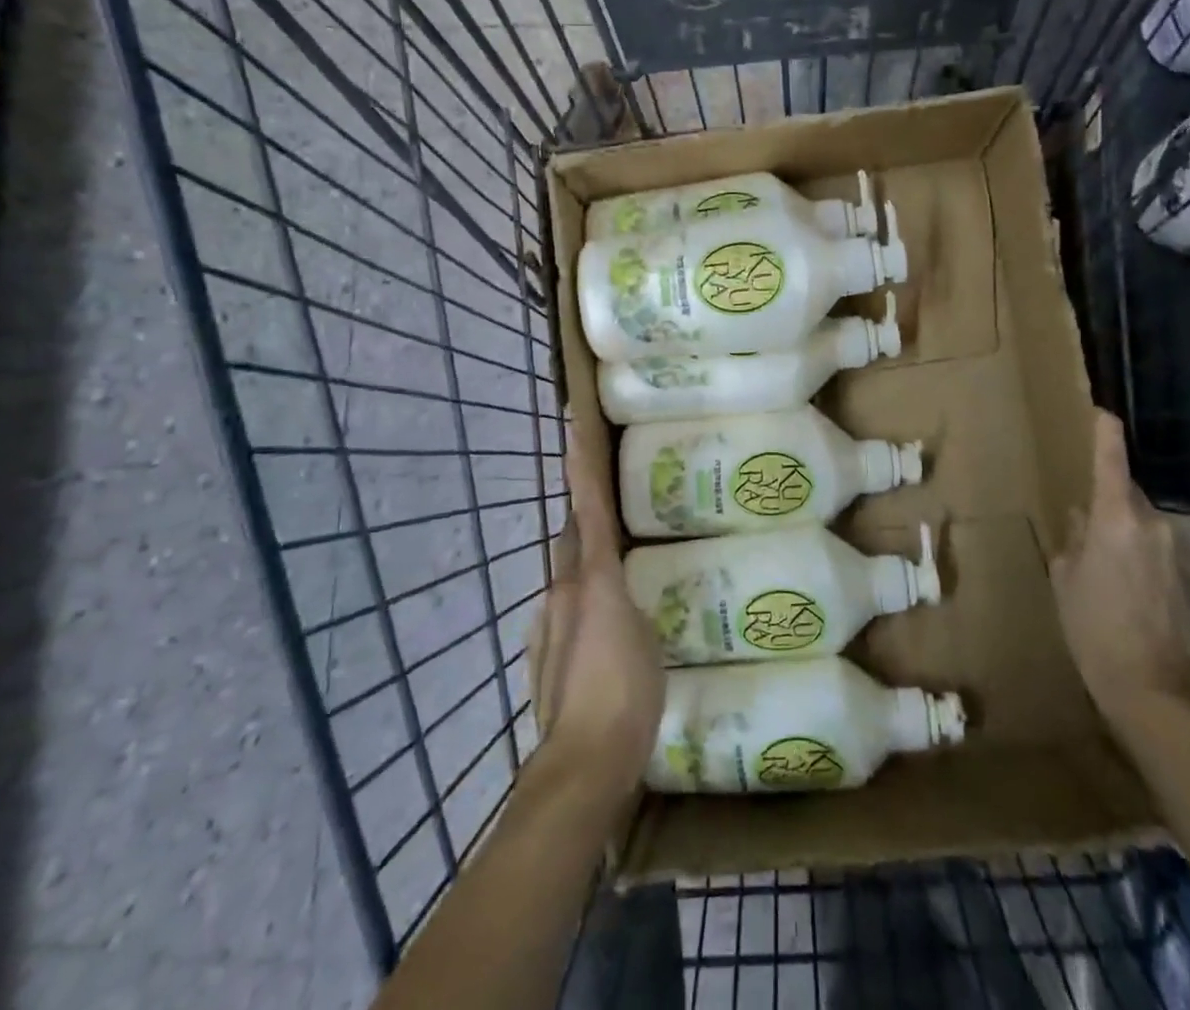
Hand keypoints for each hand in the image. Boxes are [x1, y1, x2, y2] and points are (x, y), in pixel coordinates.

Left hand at [527, 430, 664, 795]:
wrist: (583, 762)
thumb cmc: (627, 693)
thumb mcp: (645, 637)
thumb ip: (627, 601)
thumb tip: (619, 588)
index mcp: (591, 578)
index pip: (585, 509)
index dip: (580, 468)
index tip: (570, 427)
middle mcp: (562, 590)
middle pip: (570, 537)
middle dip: (582, 512)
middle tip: (607, 497)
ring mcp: (548, 623)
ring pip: (568, 574)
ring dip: (584, 561)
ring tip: (617, 568)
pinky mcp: (544, 654)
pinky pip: (566, 610)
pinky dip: (582, 603)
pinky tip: (604, 630)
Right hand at [1051, 410, 1189, 721]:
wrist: (1156, 690)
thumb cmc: (1094, 628)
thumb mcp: (1066, 580)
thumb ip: (1074, 541)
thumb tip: (1081, 519)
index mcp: (1116, 519)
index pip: (1111, 463)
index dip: (1106, 435)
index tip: (1104, 413)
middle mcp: (1154, 525)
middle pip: (1129, 496)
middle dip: (1109, 501)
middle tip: (1085, 526)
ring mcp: (1179, 551)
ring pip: (1144, 524)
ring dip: (1126, 532)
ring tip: (1104, 567)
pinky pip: (1159, 549)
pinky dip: (1142, 555)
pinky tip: (1128, 589)